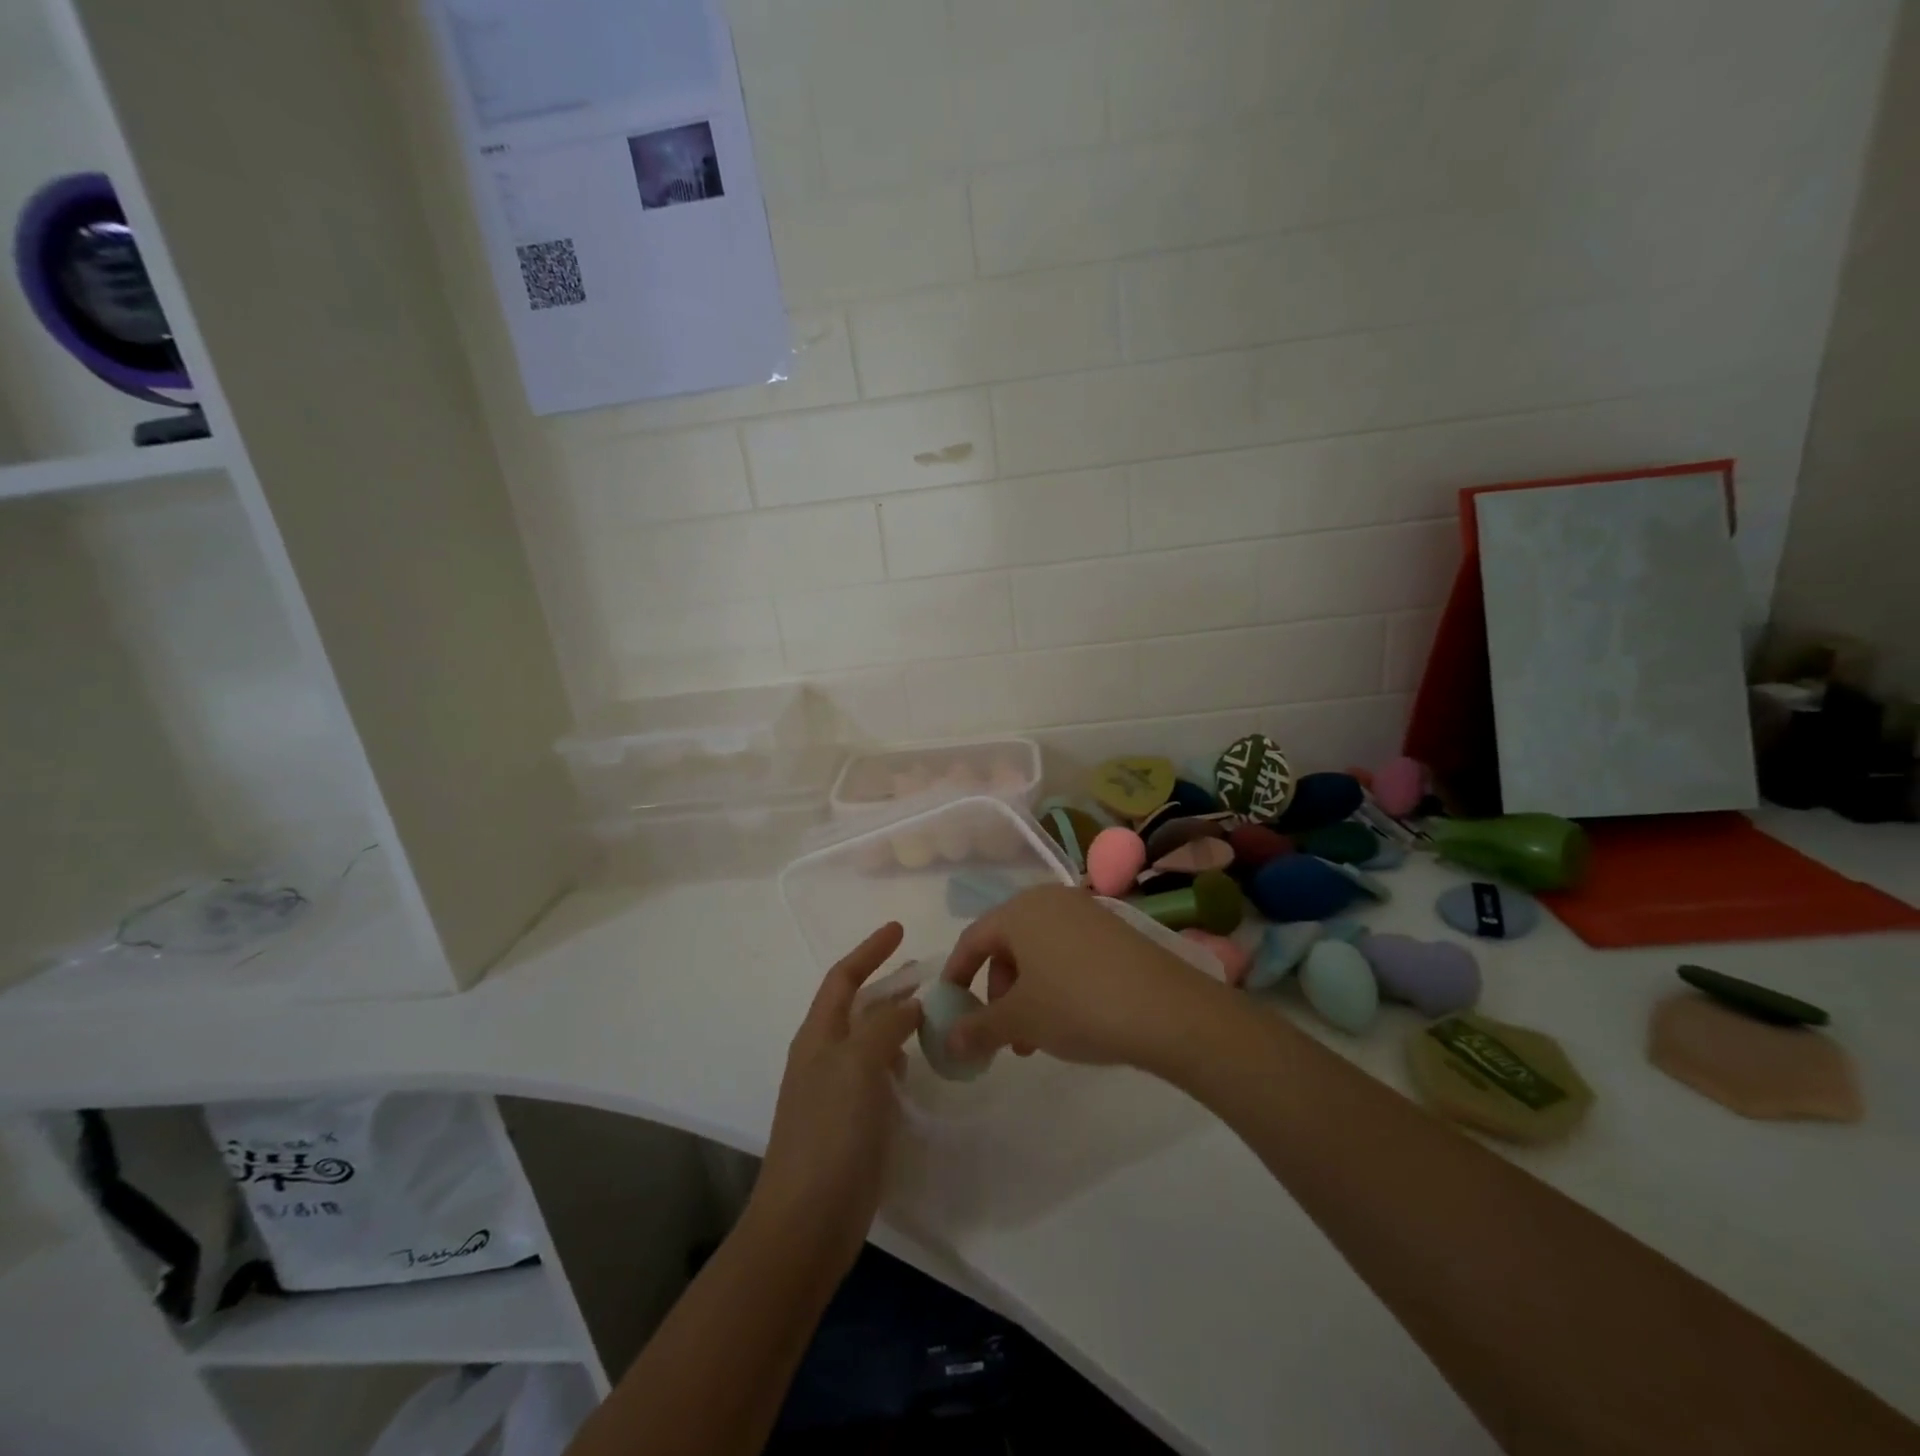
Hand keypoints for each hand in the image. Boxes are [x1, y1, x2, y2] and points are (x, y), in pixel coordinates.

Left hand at [750, 923, 921, 1276]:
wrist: (807, 1222)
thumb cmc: (829, 1133)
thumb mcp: (857, 1066)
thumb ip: (884, 1026)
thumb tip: (910, 1004)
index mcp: (818, 1037)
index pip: (843, 978)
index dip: (869, 951)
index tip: (900, 929)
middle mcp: (825, 1058)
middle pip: (858, 1007)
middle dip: (889, 984)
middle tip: (928, 973)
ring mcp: (838, 1093)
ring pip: (872, 1042)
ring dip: (898, 1022)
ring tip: (932, 1014)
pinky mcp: (854, 1124)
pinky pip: (880, 1077)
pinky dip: (899, 1060)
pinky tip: (918, 1065)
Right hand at [938, 885, 1225, 1074]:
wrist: (1168, 1010)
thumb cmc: (1078, 1005)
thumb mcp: (1020, 1021)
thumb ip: (977, 1029)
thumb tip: (947, 1041)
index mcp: (1020, 910)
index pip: (973, 939)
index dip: (956, 975)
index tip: (950, 1009)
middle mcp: (1050, 900)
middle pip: (1007, 945)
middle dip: (998, 992)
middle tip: (1004, 1034)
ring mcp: (1086, 912)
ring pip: (1039, 952)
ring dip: (1027, 994)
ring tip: (1036, 1039)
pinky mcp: (1114, 930)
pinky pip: (1068, 952)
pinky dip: (1056, 984)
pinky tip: (1070, 1020)